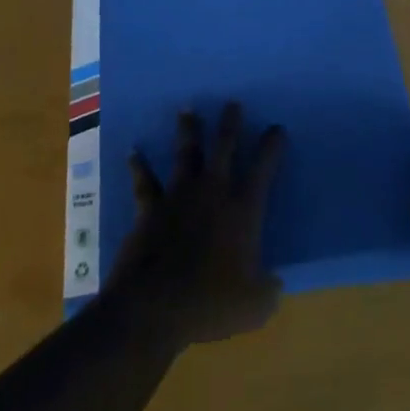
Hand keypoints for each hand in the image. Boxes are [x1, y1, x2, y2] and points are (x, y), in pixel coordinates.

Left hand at [106, 104, 285, 350]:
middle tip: (232, 103)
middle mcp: (212, 193)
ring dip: (188, 131)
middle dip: (230, 124)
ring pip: (186, 153)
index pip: (263, 170)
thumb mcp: (254, 307)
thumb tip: (276, 283)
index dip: (271, 147)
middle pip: (223, 148)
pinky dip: (139, 166)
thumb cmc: (209, 305)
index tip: (277, 128)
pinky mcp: (150, 208)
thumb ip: (268, 290)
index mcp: (242, 211)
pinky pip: (145, 181)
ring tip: (187, 109)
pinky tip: (132, 152)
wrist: (152, 307)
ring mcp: (178, 196)